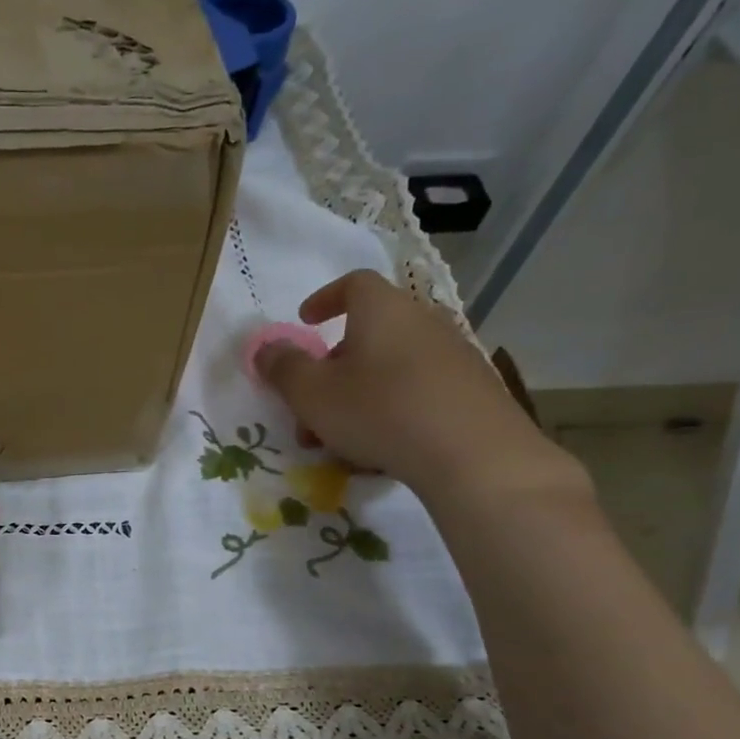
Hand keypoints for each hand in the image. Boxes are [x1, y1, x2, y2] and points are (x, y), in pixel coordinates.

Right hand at [257, 270, 584, 508]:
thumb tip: (266, 347)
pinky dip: (391, 409)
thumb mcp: (310, 393)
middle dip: (333, 368)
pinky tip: (379, 448)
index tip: (305, 321)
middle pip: (369, 333)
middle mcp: (422, 321)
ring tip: (338, 439)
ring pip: (390, 368)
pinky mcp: (472, 390)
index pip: (354, 284)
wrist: (471, 454)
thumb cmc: (378, 411)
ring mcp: (453, 354)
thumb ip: (283, 367)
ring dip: (358, 395)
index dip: (325, 299)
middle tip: (310, 405)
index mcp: (382, 310)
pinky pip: (417, 391)